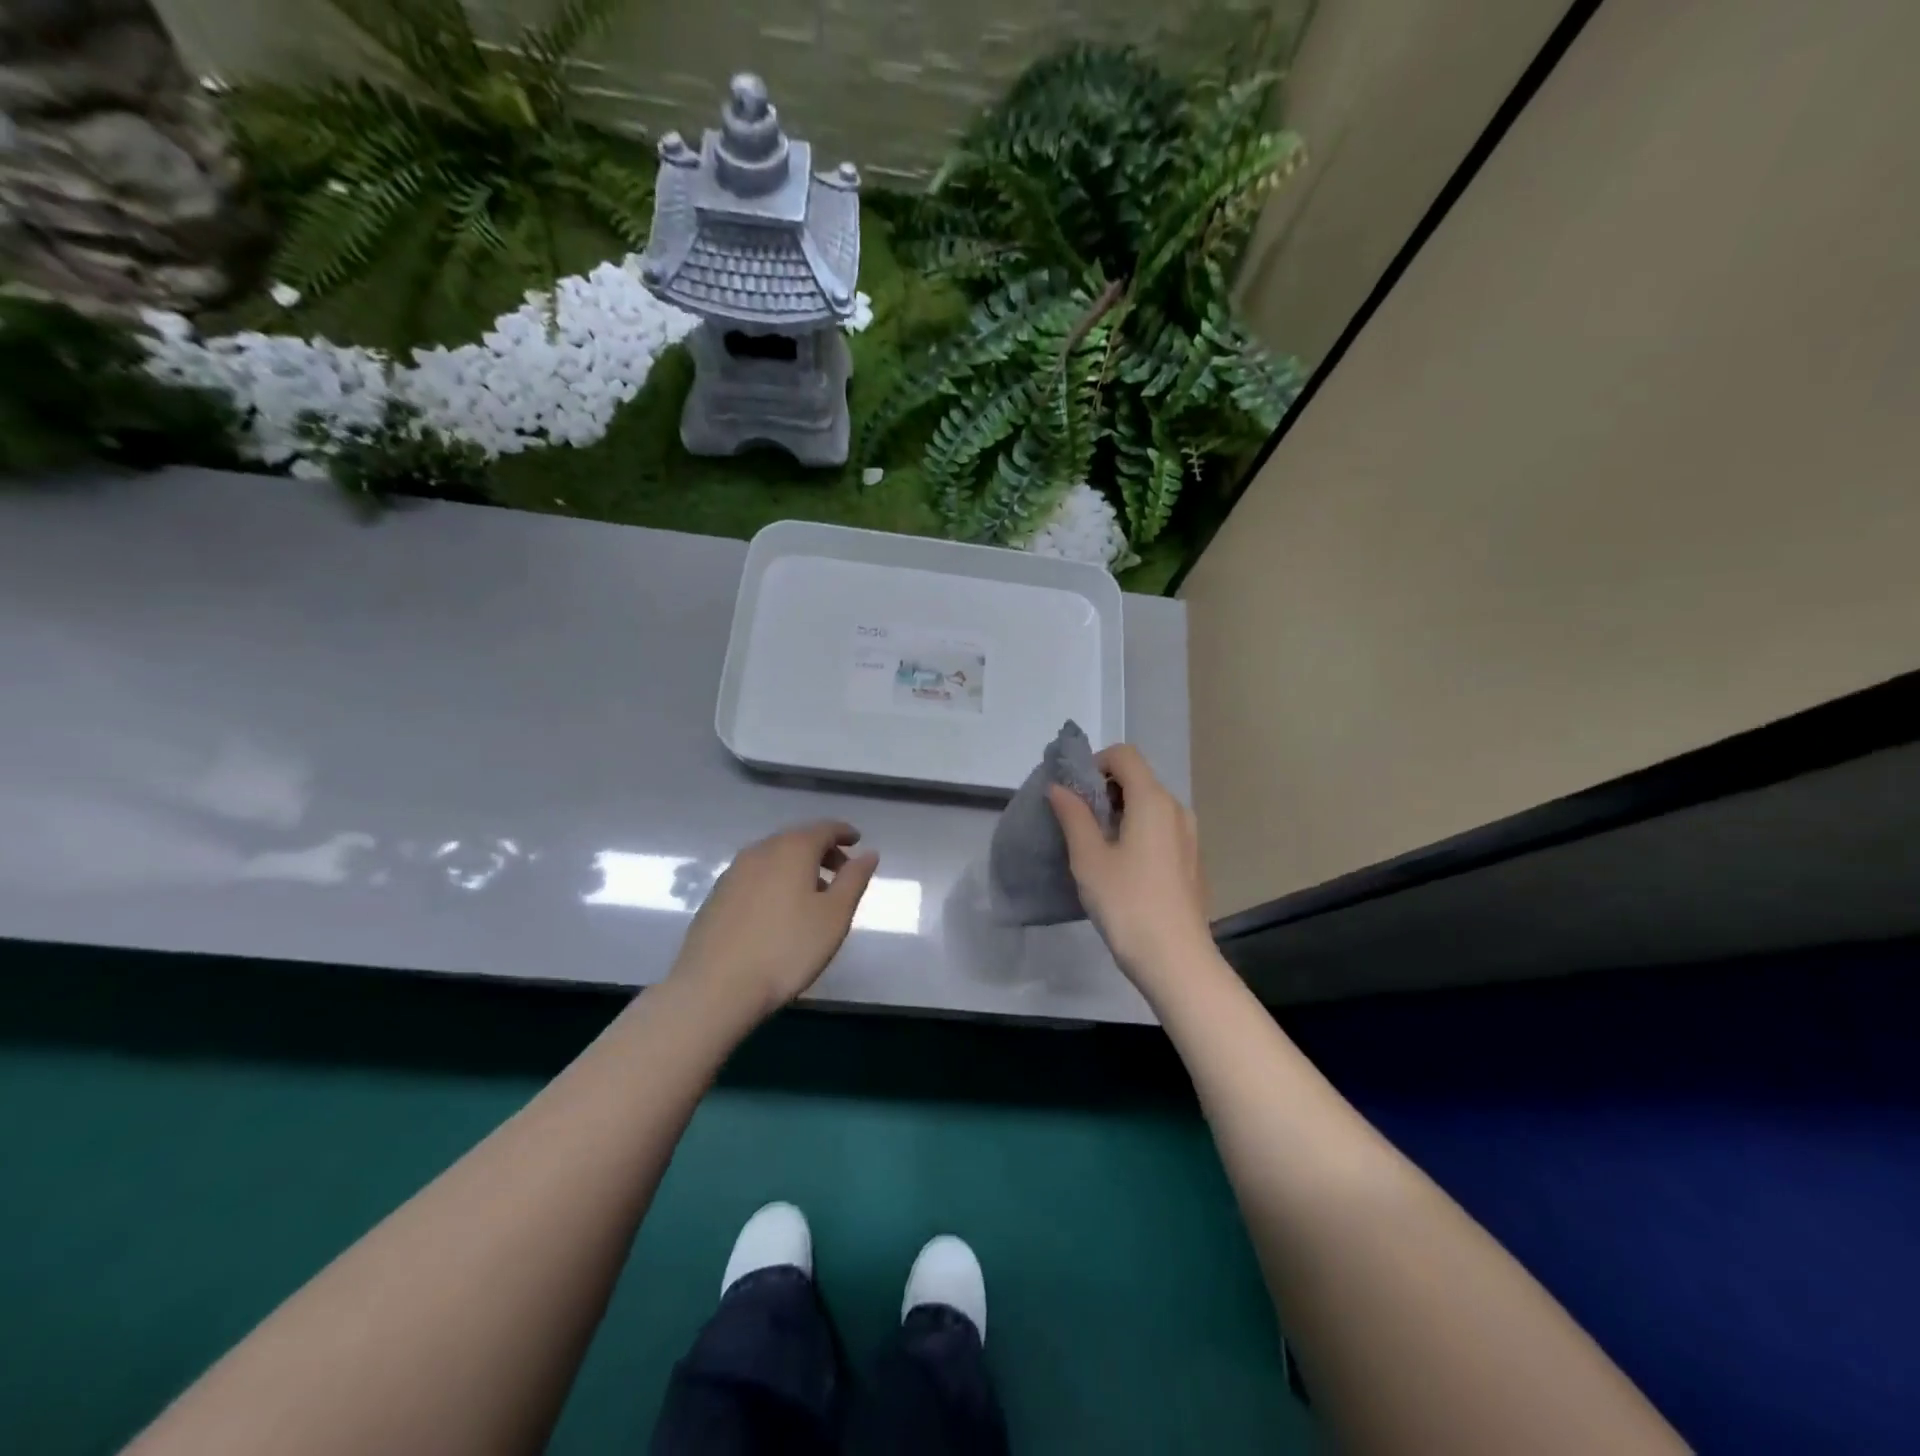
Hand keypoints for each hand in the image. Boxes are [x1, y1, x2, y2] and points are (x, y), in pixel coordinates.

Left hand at [670, 821, 878, 1022]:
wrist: (715, 987)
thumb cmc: (787, 949)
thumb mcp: (834, 916)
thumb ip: (854, 880)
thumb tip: (868, 853)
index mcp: (792, 849)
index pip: (824, 828)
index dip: (844, 833)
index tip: (857, 841)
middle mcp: (760, 851)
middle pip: (797, 840)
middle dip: (822, 851)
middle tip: (841, 872)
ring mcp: (733, 872)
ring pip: (774, 858)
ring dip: (797, 867)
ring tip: (813, 895)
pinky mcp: (716, 896)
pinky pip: (755, 876)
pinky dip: (775, 880)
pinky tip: (779, 910)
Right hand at [1048, 744, 1215, 994]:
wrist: (1176, 960)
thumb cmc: (1127, 904)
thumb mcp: (1089, 859)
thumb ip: (1073, 816)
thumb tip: (1059, 787)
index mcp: (1153, 800)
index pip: (1124, 755)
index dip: (1094, 764)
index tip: (1072, 795)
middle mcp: (1176, 809)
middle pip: (1137, 778)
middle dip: (1103, 790)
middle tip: (1077, 822)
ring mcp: (1189, 836)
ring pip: (1149, 805)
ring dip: (1119, 813)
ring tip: (1095, 847)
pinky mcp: (1191, 860)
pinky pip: (1160, 829)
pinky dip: (1137, 832)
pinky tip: (1121, 868)